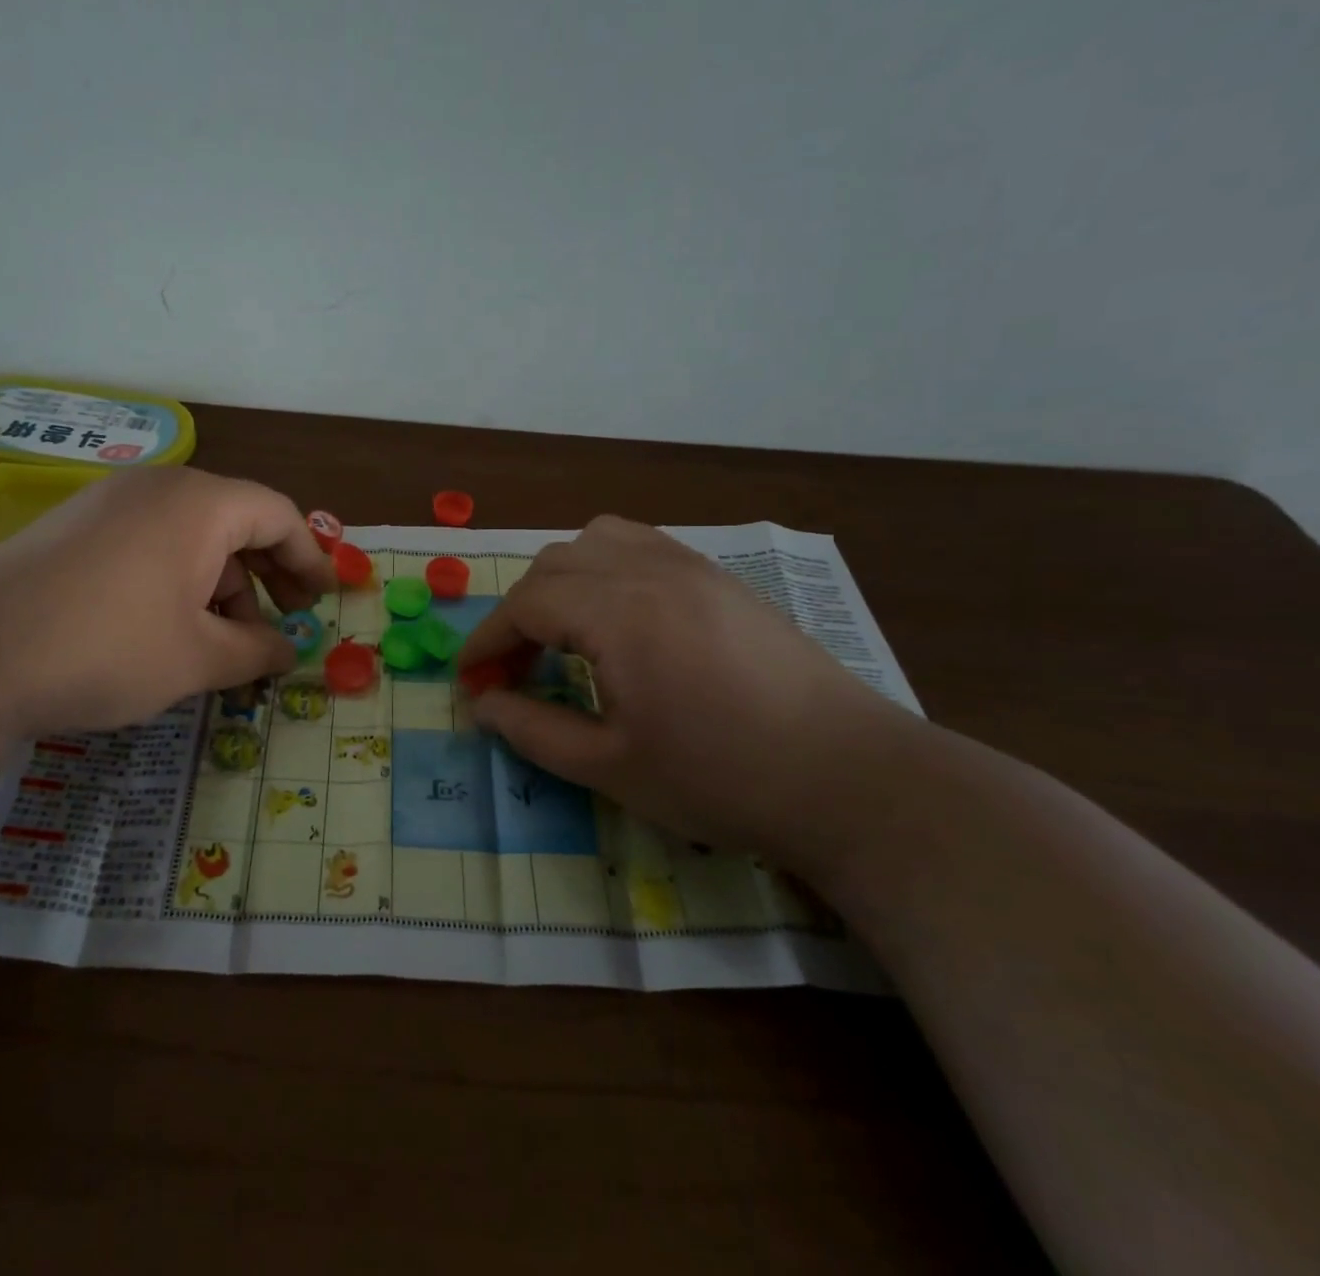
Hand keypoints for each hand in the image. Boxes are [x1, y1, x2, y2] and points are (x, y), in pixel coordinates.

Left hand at [0, 467, 333, 733]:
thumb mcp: (198, 658)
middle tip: (286, 621)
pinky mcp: (75, 528)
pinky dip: (179, 580)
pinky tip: (172, 628)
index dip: (310, 559)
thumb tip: (289, 652)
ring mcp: (109, 503)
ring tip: (225, 643)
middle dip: (269, 575)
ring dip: (222, 586)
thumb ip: (257, 651)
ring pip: (192, 536)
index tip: (324, 602)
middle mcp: (158, 488)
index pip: (279, 515)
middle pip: (237, 521)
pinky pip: (150, 544)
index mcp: (200, 503)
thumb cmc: (107, 648)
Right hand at [456, 517, 907, 871]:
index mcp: (619, 613)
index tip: (469, 681)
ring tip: (561, 635)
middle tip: (512, 671)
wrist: (850, 778)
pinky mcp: (720, 578)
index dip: (487, 640)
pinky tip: (616, 617)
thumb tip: (482, 707)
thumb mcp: (611, 768)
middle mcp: (649, 570)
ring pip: (596, 541)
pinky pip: (641, 545)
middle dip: (518, 614)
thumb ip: (533, 731)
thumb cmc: (722, 778)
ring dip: (560, 582)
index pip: (525, 604)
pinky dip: (605, 568)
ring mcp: (691, 566)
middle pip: (553, 566)